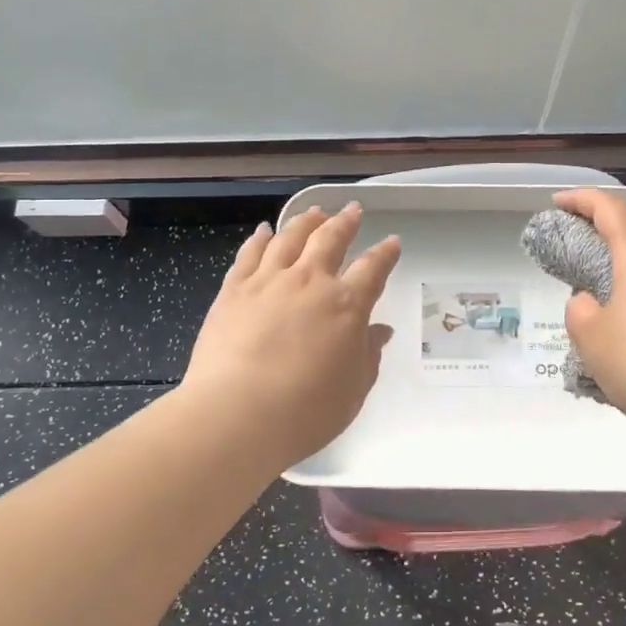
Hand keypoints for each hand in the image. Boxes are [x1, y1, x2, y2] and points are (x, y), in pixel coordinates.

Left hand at [182, 202, 401, 468]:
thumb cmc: (307, 411)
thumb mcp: (353, 390)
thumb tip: (379, 331)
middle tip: (353, 210)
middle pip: (330, 240)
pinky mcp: (233, 290)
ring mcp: (269, 281)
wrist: (237, 414)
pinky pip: (250, 254)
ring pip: (290, 238)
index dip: (385, 254)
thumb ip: (368, 356)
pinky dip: (259, 239)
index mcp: (346, 305)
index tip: (392, 242)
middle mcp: (310, 282)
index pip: (373, 269)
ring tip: (314, 212)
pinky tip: (264, 231)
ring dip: (305, 222)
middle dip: (345, 223)